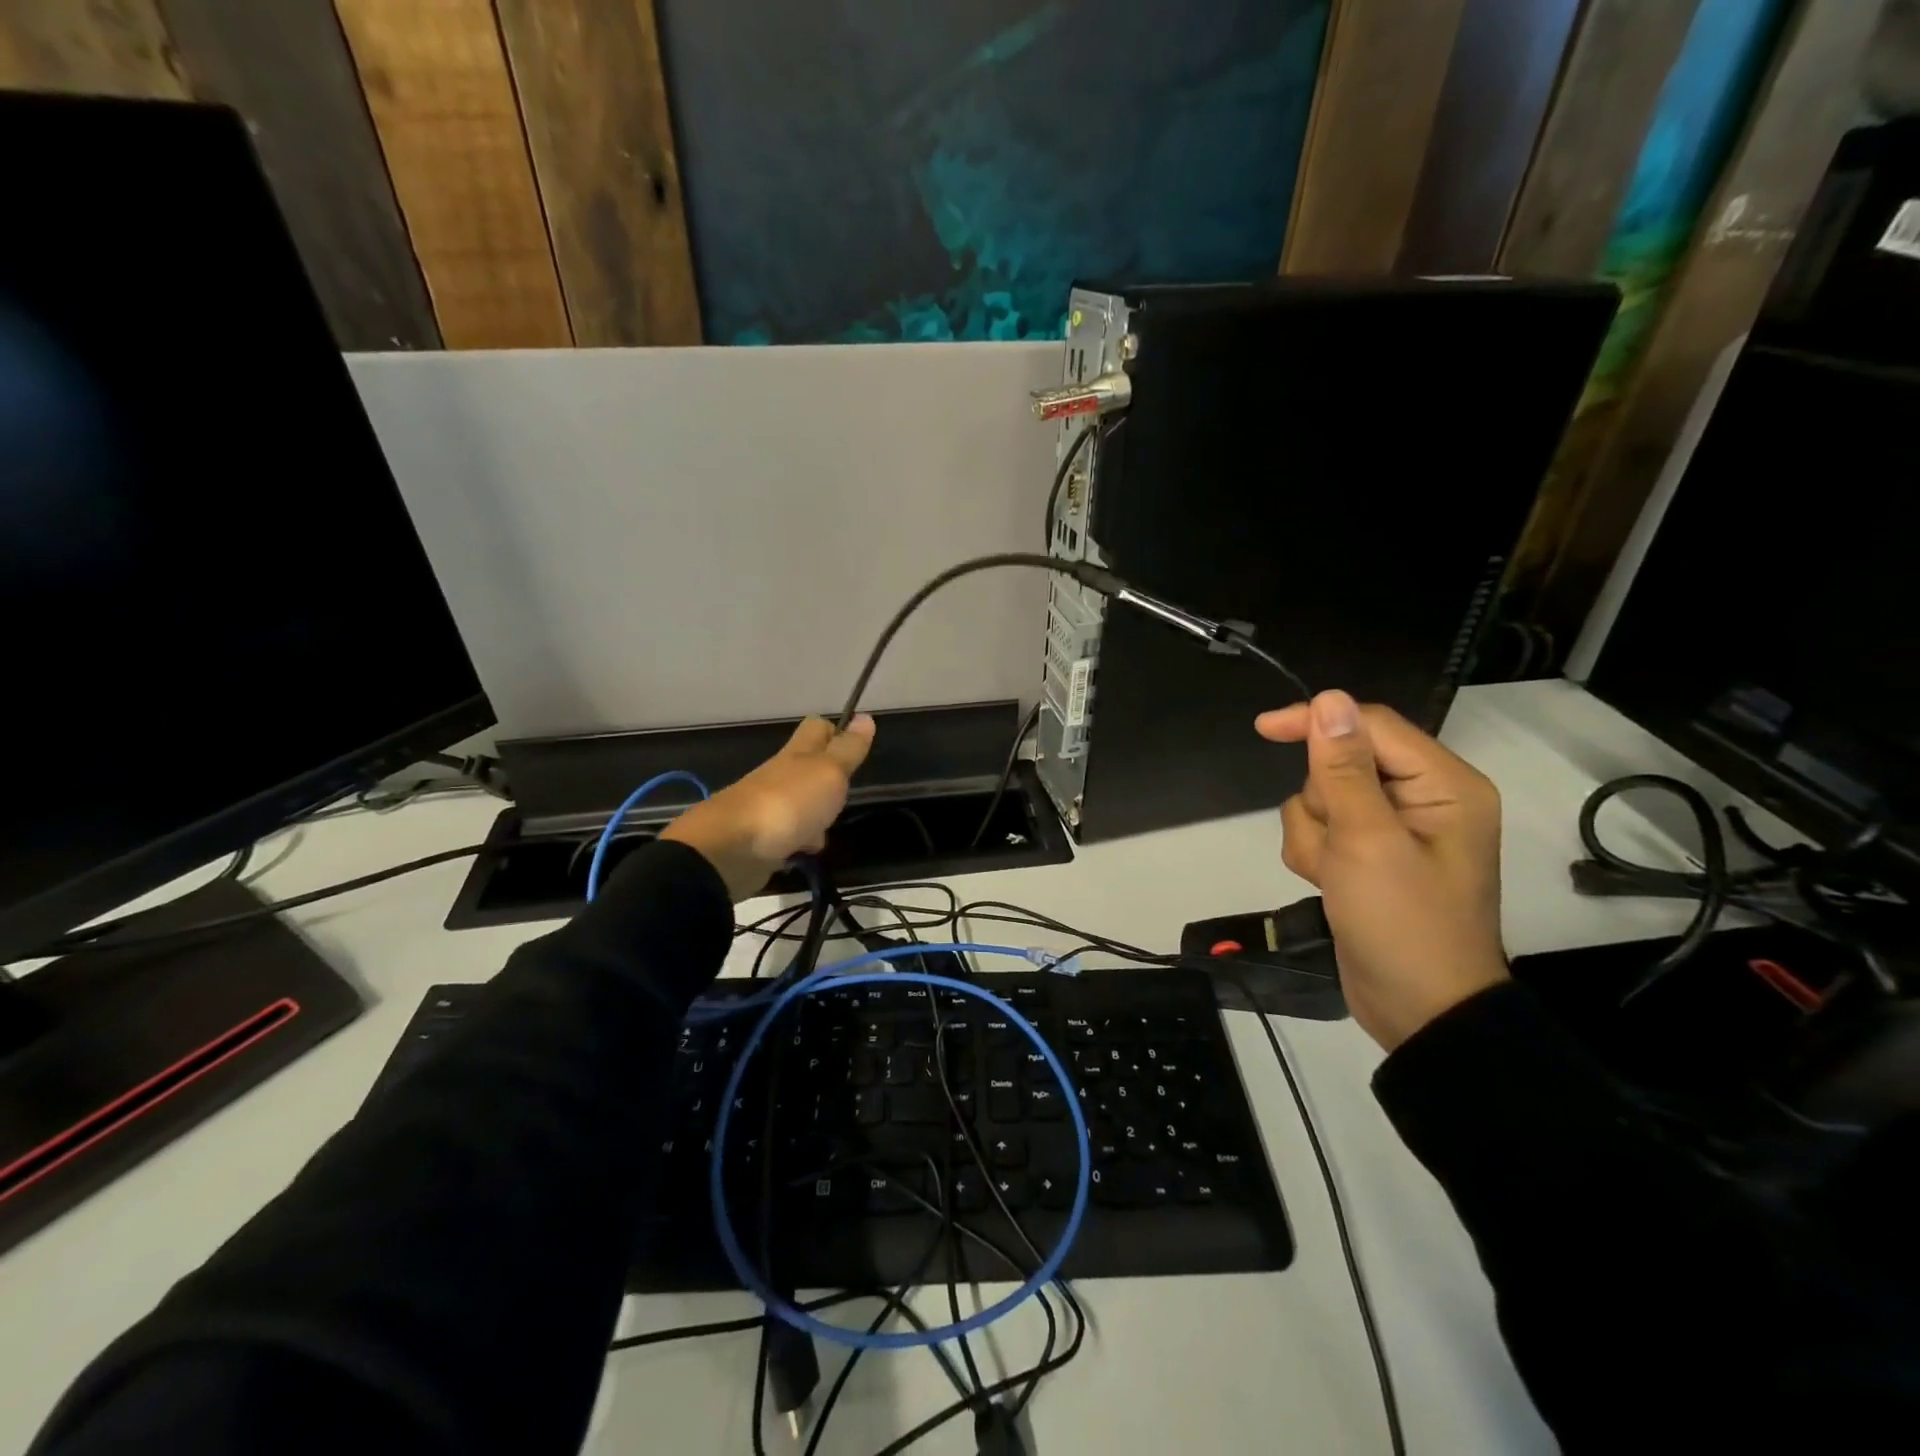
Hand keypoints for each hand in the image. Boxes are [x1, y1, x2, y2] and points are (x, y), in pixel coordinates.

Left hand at [662, 715, 874, 899]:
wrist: (730, 850)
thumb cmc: (788, 803)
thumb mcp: (828, 772)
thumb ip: (847, 749)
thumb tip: (865, 716)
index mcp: (797, 754)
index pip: (817, 728)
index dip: (835, 731)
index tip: (855, 746)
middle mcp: (780, 776)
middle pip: (807, 770)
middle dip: (829, 783)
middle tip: (846, 794)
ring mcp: (767, 809)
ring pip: (799, 807)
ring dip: (815, 819)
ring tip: (826, 832)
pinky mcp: (759, 840)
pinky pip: (787, 838)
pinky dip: (797, 845)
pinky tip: (804, 855)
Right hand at [1256, 691, 1507, 1050]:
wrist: (1417, 1009)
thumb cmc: (1402, 922)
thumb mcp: (1367, 840)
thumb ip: (1342, 768)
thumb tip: (1328, 699)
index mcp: (1443, 785)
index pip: (1370, 725)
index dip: (1316, 722)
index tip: (1263, 728)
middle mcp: (1421, 798)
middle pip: (1339, 764)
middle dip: (1322, 804)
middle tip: (1338, 847)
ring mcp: (1391, 829)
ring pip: (1320, 799)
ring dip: (1314, 836)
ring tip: (1335, 876)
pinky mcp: (1366, 855)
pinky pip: (1320, 830)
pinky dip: (1314, 855)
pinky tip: (1330, 885)